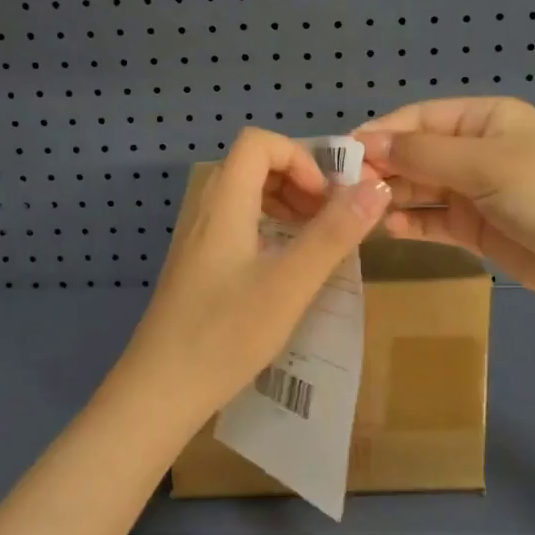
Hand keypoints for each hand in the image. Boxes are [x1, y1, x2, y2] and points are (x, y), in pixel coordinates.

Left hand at [113, 128, 390, 430]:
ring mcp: (196, 239)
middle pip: (251, 165)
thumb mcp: (289, 285)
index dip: (299, 158)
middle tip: (328, 220)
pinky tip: (284, 268)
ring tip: (314, 241)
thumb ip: (332, 235)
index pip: (258, 143)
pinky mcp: (196, 265)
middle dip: (297, 181)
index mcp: (224, 203)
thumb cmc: (224, 335)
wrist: (158, 392)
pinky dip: (267, 228)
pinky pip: (236, 224)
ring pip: (243, 196)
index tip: (326, 200)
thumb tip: (376, 187)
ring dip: (284, 205)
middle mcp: (205, 211)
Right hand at [354, 97, 534, 312]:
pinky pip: (433, 219)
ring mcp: (475, 190)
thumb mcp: (484, 164)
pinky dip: (410, 222)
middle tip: (342, 188)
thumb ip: (421, 154)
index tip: (340, 154)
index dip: (379, 133)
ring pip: (420, 187)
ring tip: (357, 210)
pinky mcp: (476, 227)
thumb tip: (363, 141)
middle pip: (415, 153)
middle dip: (381, 167)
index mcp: (483, 119)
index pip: (417, 119)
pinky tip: (387, 228)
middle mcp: (475, 150)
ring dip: (392, 196)